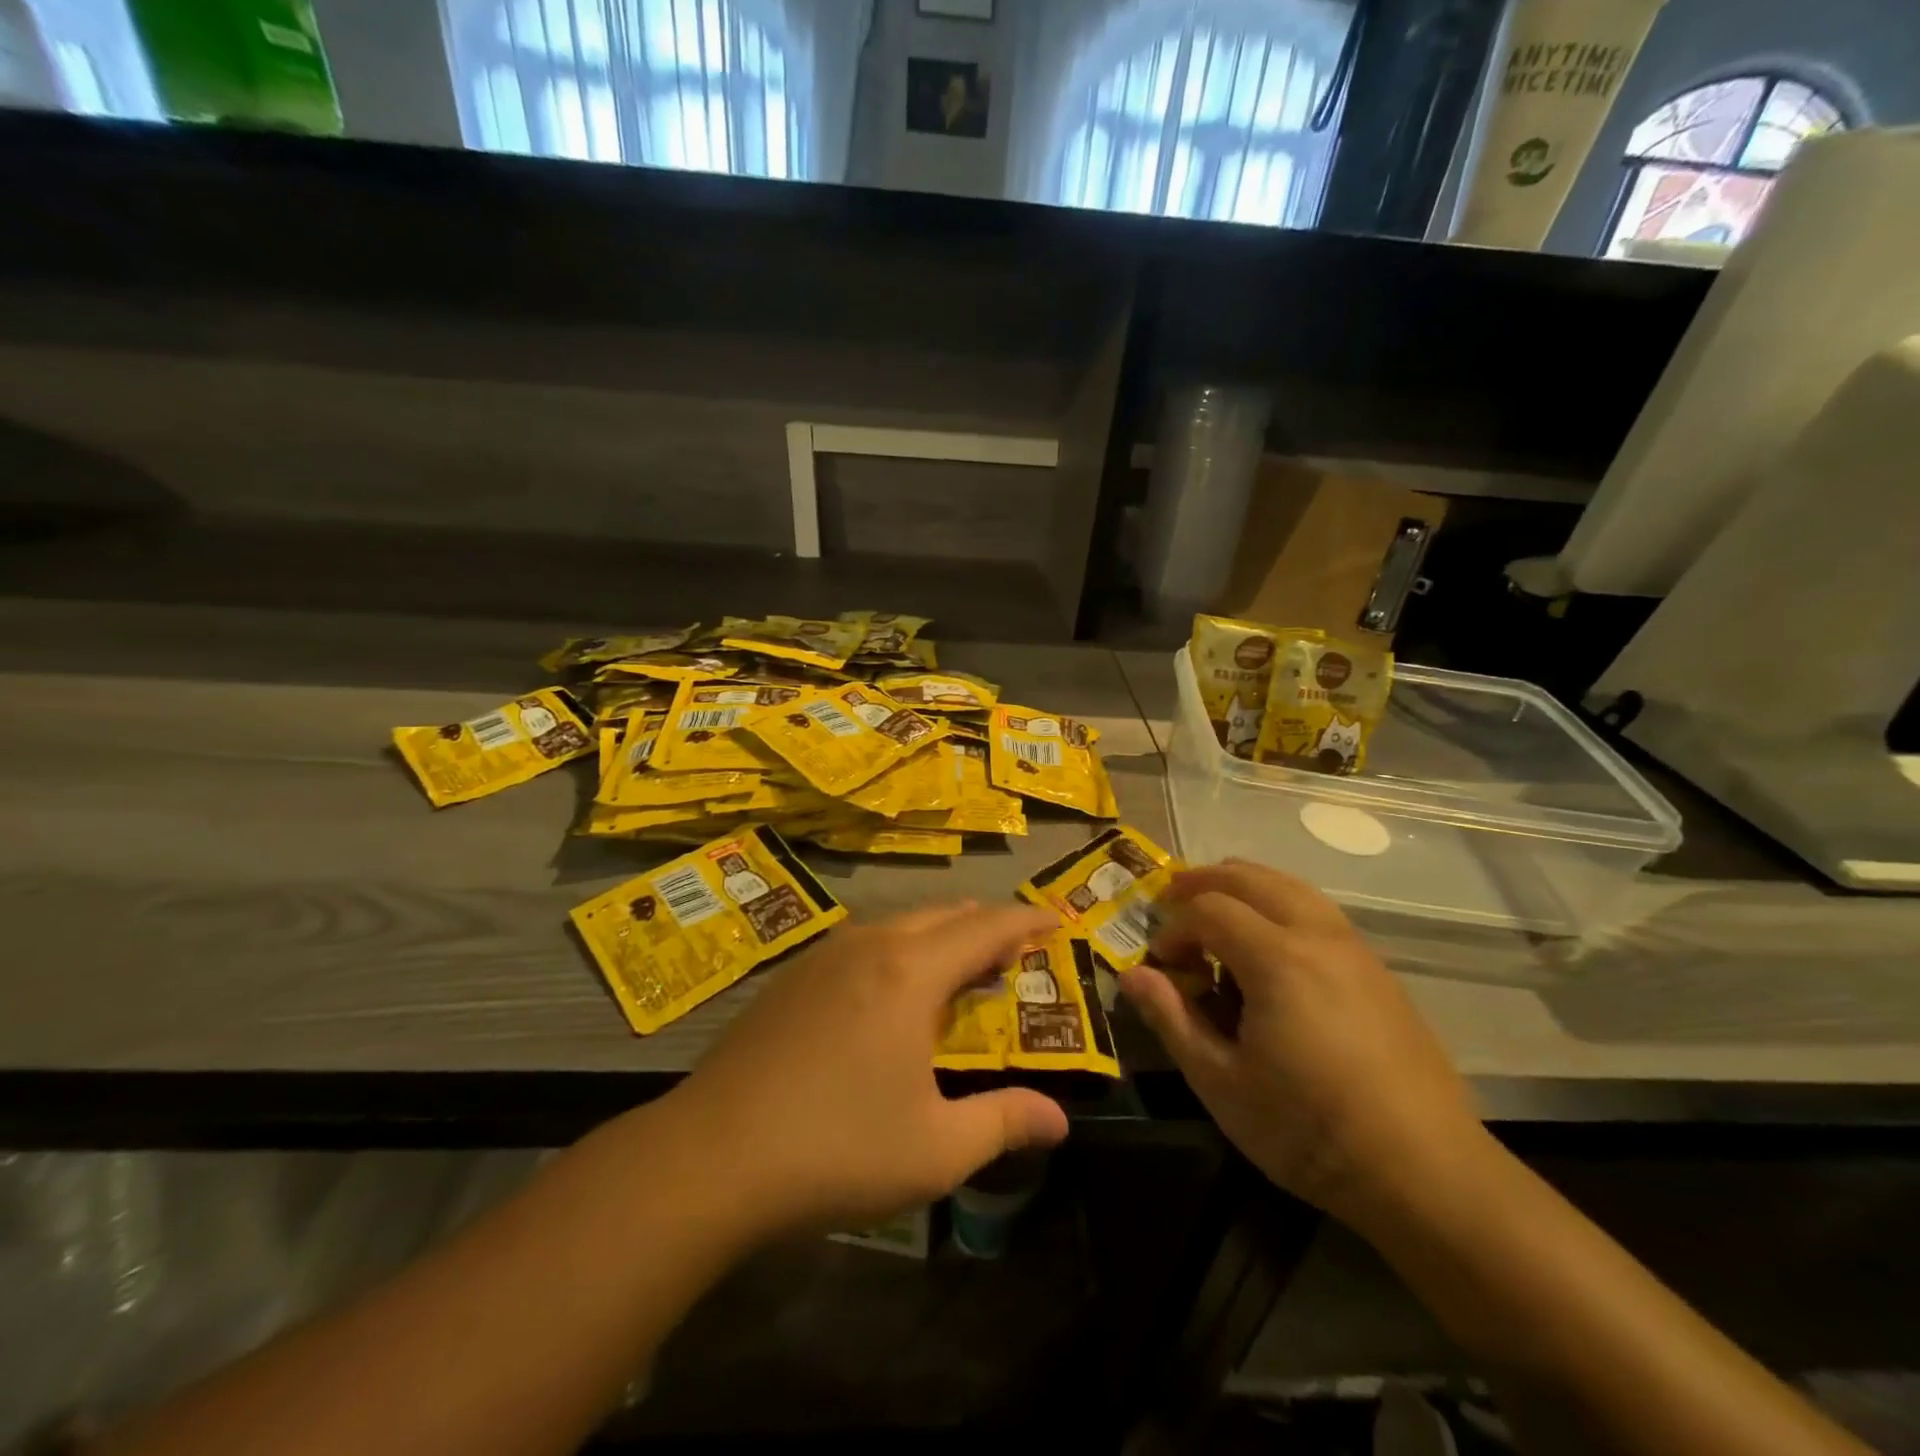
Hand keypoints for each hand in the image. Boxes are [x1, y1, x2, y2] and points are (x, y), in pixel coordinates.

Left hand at [671, 902, 1069, 1234]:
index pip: (986, 927)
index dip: (1027, 920)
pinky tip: (890, 994)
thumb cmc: (836, 1148)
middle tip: (1015, 956)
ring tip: (959, 971)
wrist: (710, 1156)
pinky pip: (864, 943)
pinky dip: (899, 950)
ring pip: (900, 924)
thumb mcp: (935, 1149)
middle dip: (986, 926)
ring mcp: (824, 956)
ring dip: (940, 937)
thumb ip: (1004, 1123)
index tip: (1057, 921)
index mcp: (911, 972)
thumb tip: (1061, 1121)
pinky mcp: (791, 977)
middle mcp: (870, 946)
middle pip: (943, 915)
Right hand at [1120, 861, 1485, 1228]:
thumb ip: (1172, 1020)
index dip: (1174, 928)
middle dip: (1204, 882)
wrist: (1426, 1171)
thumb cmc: (1309, 1130)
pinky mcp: (1378, 969)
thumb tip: (1131, 975)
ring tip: (1216, 907)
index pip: (1208, 909)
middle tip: (1172, 900)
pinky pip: (1318, 910)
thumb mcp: (1221, 1083)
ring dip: (1245, 885)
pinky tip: (1271, 942)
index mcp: (1276, 958)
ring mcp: (1355, 948)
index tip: (1161, 965)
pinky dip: (1280, 903)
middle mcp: (1317, 935)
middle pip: (1250, 878)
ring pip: (1290, 886)